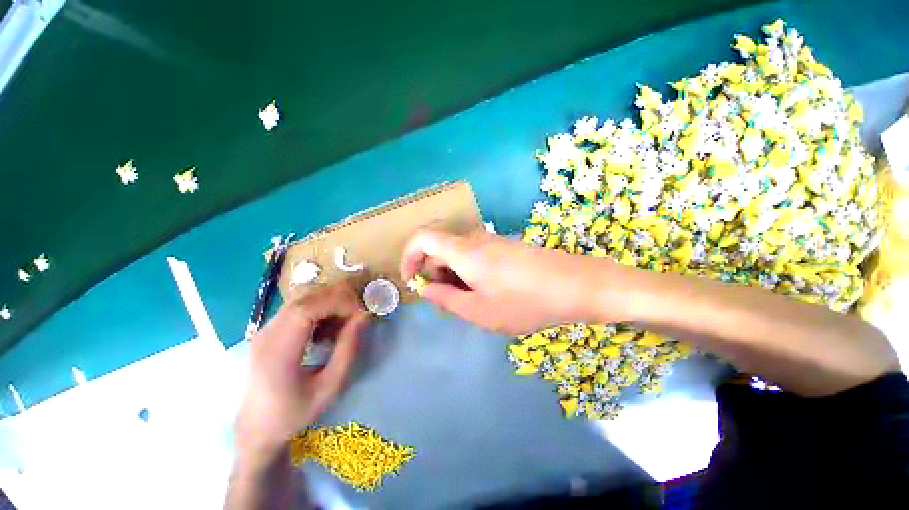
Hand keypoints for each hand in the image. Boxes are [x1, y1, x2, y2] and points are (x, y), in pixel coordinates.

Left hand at [234, 283, 369, 461]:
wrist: (257, 429)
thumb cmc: (295, 413)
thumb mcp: (330, 387)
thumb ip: (348, 350)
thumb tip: (363, 317)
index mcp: (278, 353)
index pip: (306, 309)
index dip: (337, 303)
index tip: (359, 313)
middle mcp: (266, 335)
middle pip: (304, 298)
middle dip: (337, 299)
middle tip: (357, 315)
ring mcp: (264, 330)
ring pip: (302, 299)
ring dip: (328, 304)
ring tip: (343, 324)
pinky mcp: (268, 330)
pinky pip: (297, 307)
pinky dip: (319, 310)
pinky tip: (326, 330)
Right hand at [400, 228, 623, 334]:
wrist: (576, 285)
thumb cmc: (526, 302)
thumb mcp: (480, 310)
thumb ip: (446, 298)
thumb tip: (424, 288)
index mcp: (464, 251)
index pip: (422, 238)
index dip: (409, 255)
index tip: (411, 280)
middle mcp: (475, 239)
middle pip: (440, 248)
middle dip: (433, 273)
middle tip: (442, 302)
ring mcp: (492, 240)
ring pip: (458, 253)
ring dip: (452, 274)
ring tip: (464, 302)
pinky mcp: (505, 246)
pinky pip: (475, 254)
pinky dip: (468, 271)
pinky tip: (483, 292)